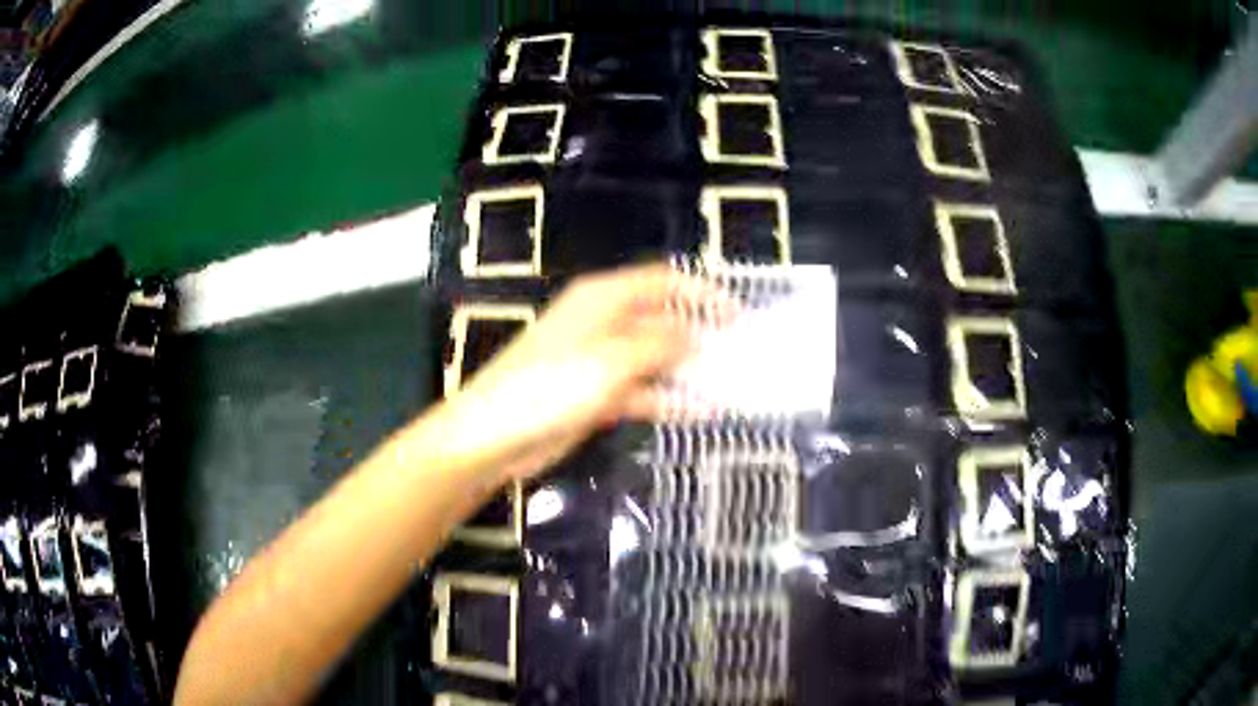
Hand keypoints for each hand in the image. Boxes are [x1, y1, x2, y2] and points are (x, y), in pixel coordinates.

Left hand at [444, 262, 731, 480]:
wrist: (494, 436)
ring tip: (728, 387)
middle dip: (698, 336)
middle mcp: (604, 323)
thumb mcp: (609, 361)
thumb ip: (658, 345)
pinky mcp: (597, 395)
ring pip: (655, 359)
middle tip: (737, 358)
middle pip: (662, 320)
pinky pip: (642, 391)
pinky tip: (700, 412)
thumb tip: (695, 336)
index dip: (700, 293)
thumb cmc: (547, 387)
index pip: (661, 282)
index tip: (735, 316)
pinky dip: (669, 399)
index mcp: (602, 299)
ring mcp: (601, 361)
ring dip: (688, 371)